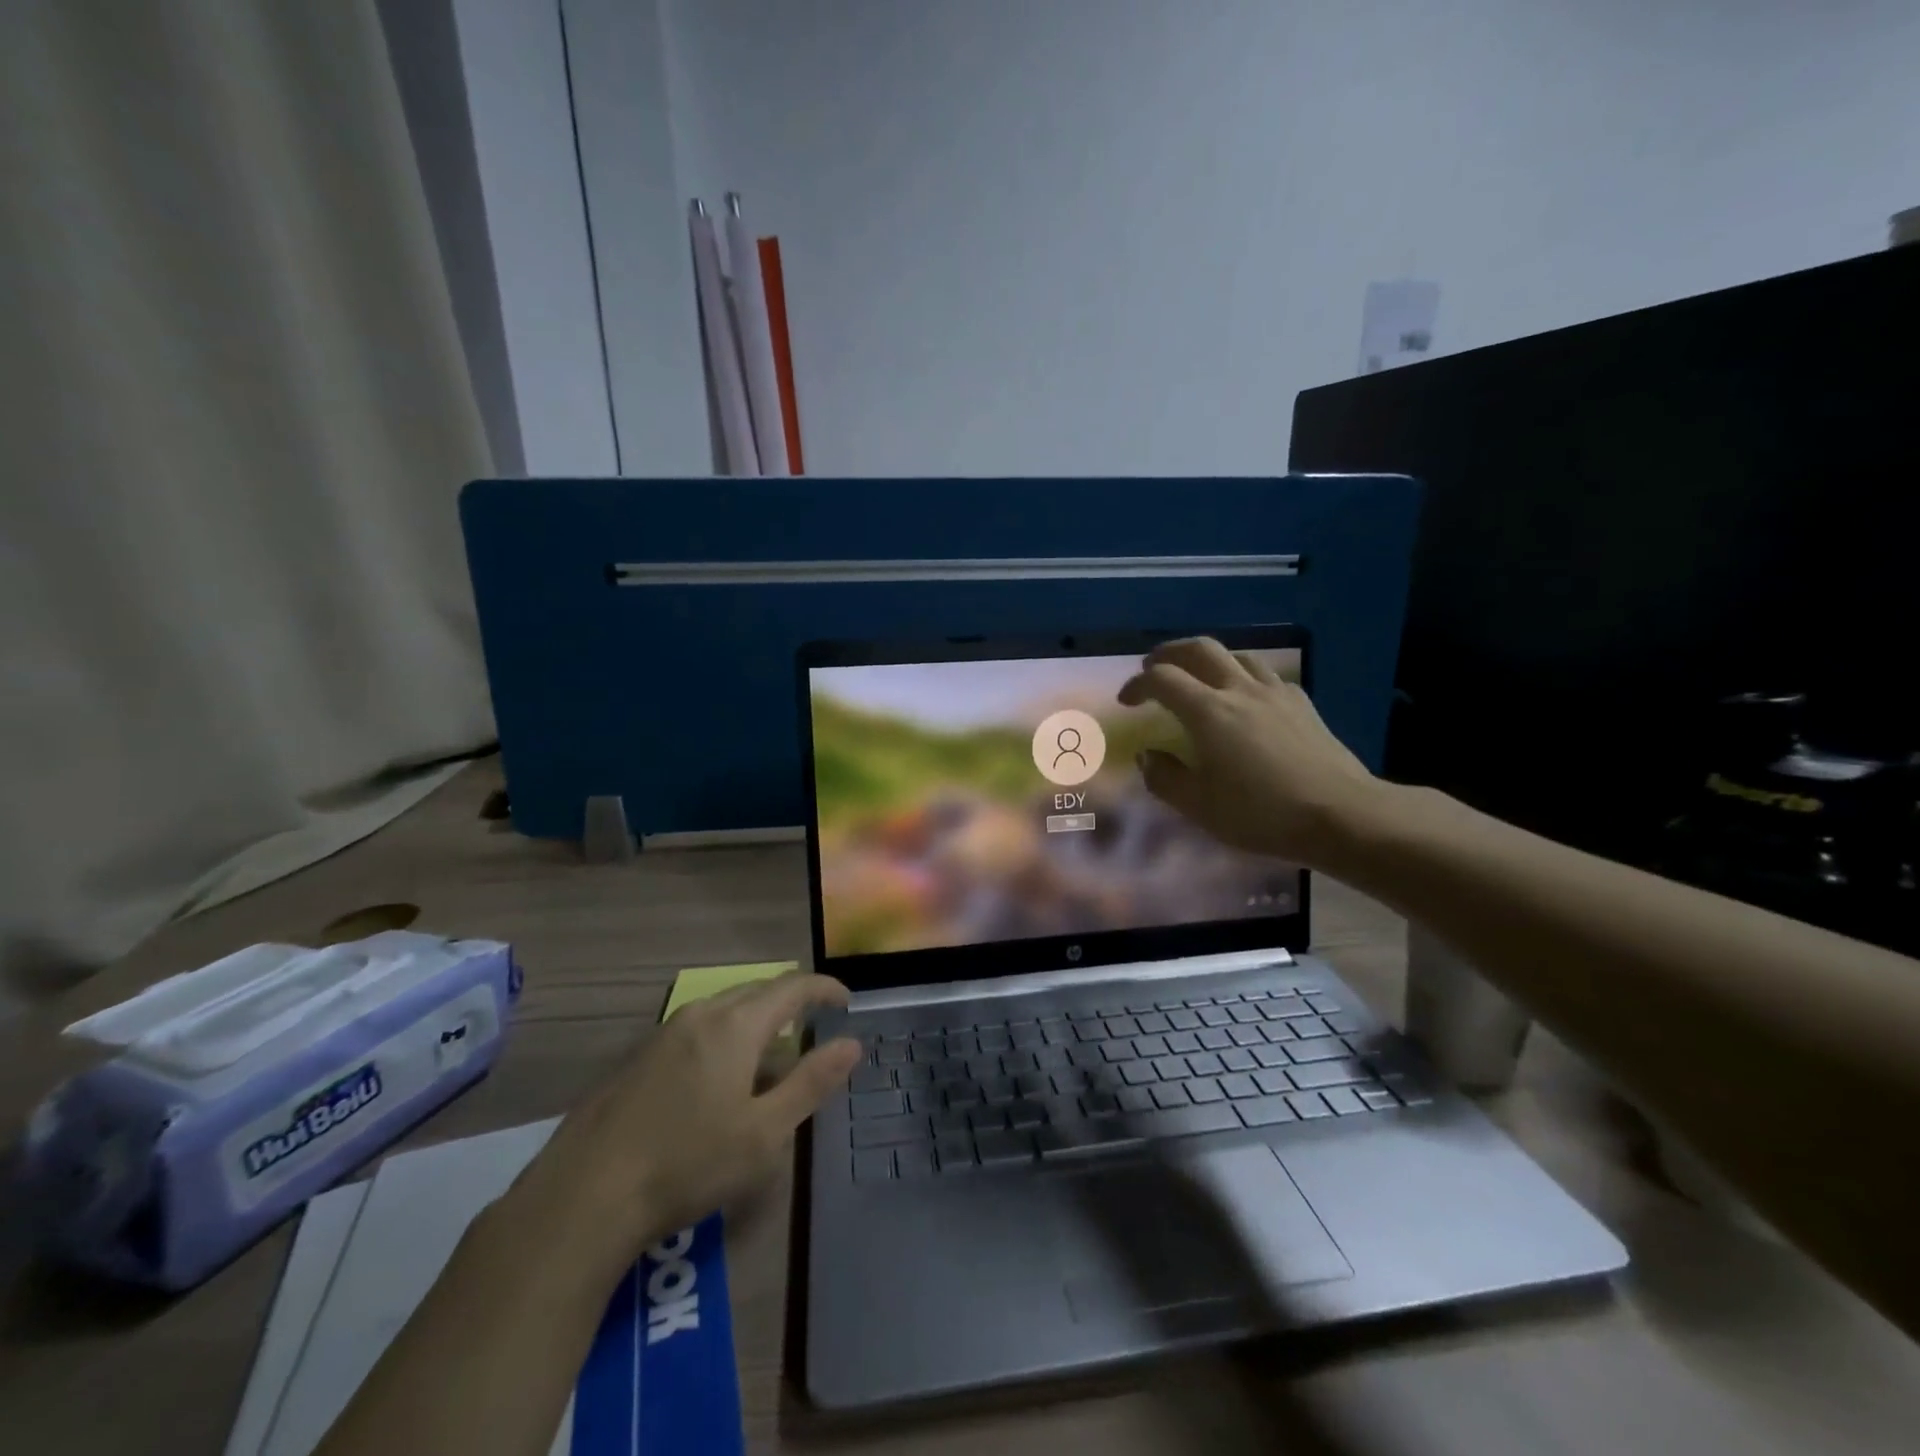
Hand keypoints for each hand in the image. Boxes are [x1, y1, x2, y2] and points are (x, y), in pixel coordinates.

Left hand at [512, 973, 861, 1270]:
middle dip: (790, 1003)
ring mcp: (662, 1034)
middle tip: (813, 1027)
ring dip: (755, 1023)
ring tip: (770, 1059)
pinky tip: (718, 1082)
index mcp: (735, 1025)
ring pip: (723, 1010)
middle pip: (756, 991)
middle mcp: (700, 1015)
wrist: (583, 1197)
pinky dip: (724, 1039)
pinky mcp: (636, 1058)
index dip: (824, 989)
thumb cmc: (687, 1164)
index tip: (847, 1002)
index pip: (792, 987)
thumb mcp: (764, 1133)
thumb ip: (811, 1082)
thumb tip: (852, 1043)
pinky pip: (696, 1030)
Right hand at [1117, 638, 1381, 863]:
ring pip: (1236, 655)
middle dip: (1169, 653)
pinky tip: (1245, 698)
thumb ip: (1165, 778)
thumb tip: (1147, 755)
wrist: (1342, 815)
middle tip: (1153, 669)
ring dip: (1208, 659)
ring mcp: (1275, 692)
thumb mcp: (1200, 807)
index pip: (1162, 680)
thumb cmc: (1262, 814)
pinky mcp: (1302, 703)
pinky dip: (1242, 676)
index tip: (1126, 702)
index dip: (1138, 685)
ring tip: (1198, 678)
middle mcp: (1239, 690)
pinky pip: (1264, 675)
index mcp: (1208, 712)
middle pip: (1199, 649)